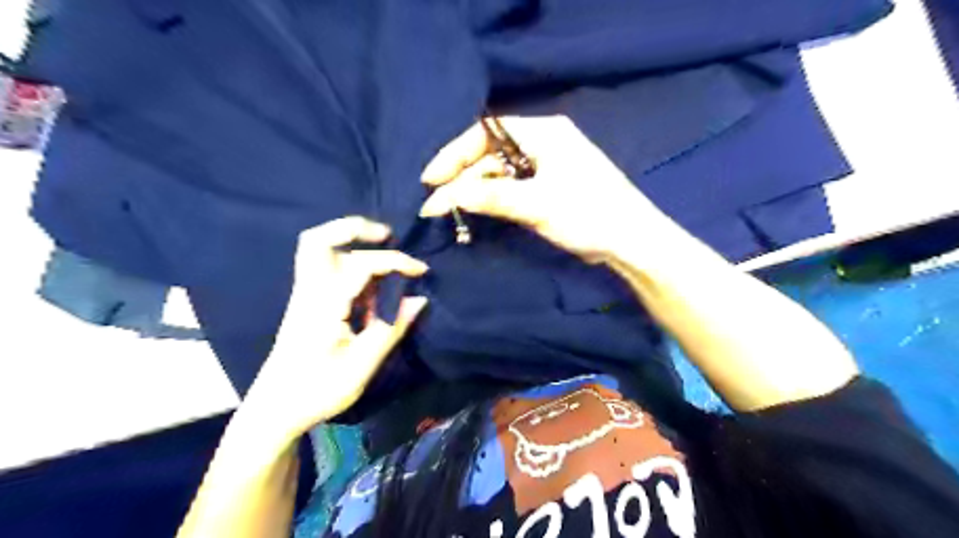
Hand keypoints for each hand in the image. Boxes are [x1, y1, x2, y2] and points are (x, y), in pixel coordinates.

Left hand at [239, 216, 429, 443]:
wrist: (274, 410)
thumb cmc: (317, 391)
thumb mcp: (361, 366)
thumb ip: (391, 328)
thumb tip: (419, 300)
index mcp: (322, 305)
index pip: (360, 264)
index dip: (395, 261)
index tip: (421, 271)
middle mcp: (309, 292)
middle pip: (317, 240)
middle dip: (354, 229)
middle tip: (386, 235)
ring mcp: (305, 296)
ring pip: (319, 252)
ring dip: (352, 246)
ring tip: (385, 259)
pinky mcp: (307, 304)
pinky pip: (327, 271)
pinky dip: (351, 267)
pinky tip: (373, 288)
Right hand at [415, 113, 668, 262]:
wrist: (631, 241)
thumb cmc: (588, 214)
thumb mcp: (536, 204)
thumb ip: (489, 197)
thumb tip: (443, 197)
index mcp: (544, 133)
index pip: (487, 133)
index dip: (454, 154)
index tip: (430, 178)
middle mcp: (543, 143)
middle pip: (490, 156)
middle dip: (461, 179)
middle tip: (434, 205)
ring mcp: (546, 167)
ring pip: (499, 175)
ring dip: (474, 193)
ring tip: (447, 212)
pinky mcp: (548, 189)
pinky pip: (511, 189)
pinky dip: (492, 201)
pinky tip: (474, 212)